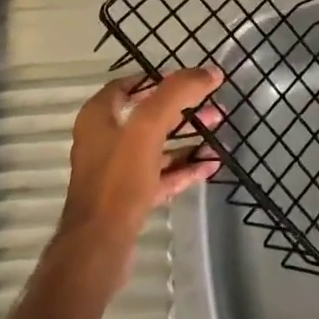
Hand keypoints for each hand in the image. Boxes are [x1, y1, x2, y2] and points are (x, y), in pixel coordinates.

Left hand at [59, 66, 224, 246]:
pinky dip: (184, 168)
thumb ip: (177, 94)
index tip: (192, 81)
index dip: (160, 79)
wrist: (99, 246)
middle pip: (148, 116)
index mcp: (99, 117)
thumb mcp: (148, 127)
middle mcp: (104, 140)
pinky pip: (161, 176)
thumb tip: (209, 71)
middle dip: (182, 110)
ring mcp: (116, 172)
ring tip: (219, 134)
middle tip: (214, 108)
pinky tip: (210, 165)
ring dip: (187, 139)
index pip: (129, 85)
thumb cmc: (118, 179)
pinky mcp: (129, 199)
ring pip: (157, 147)